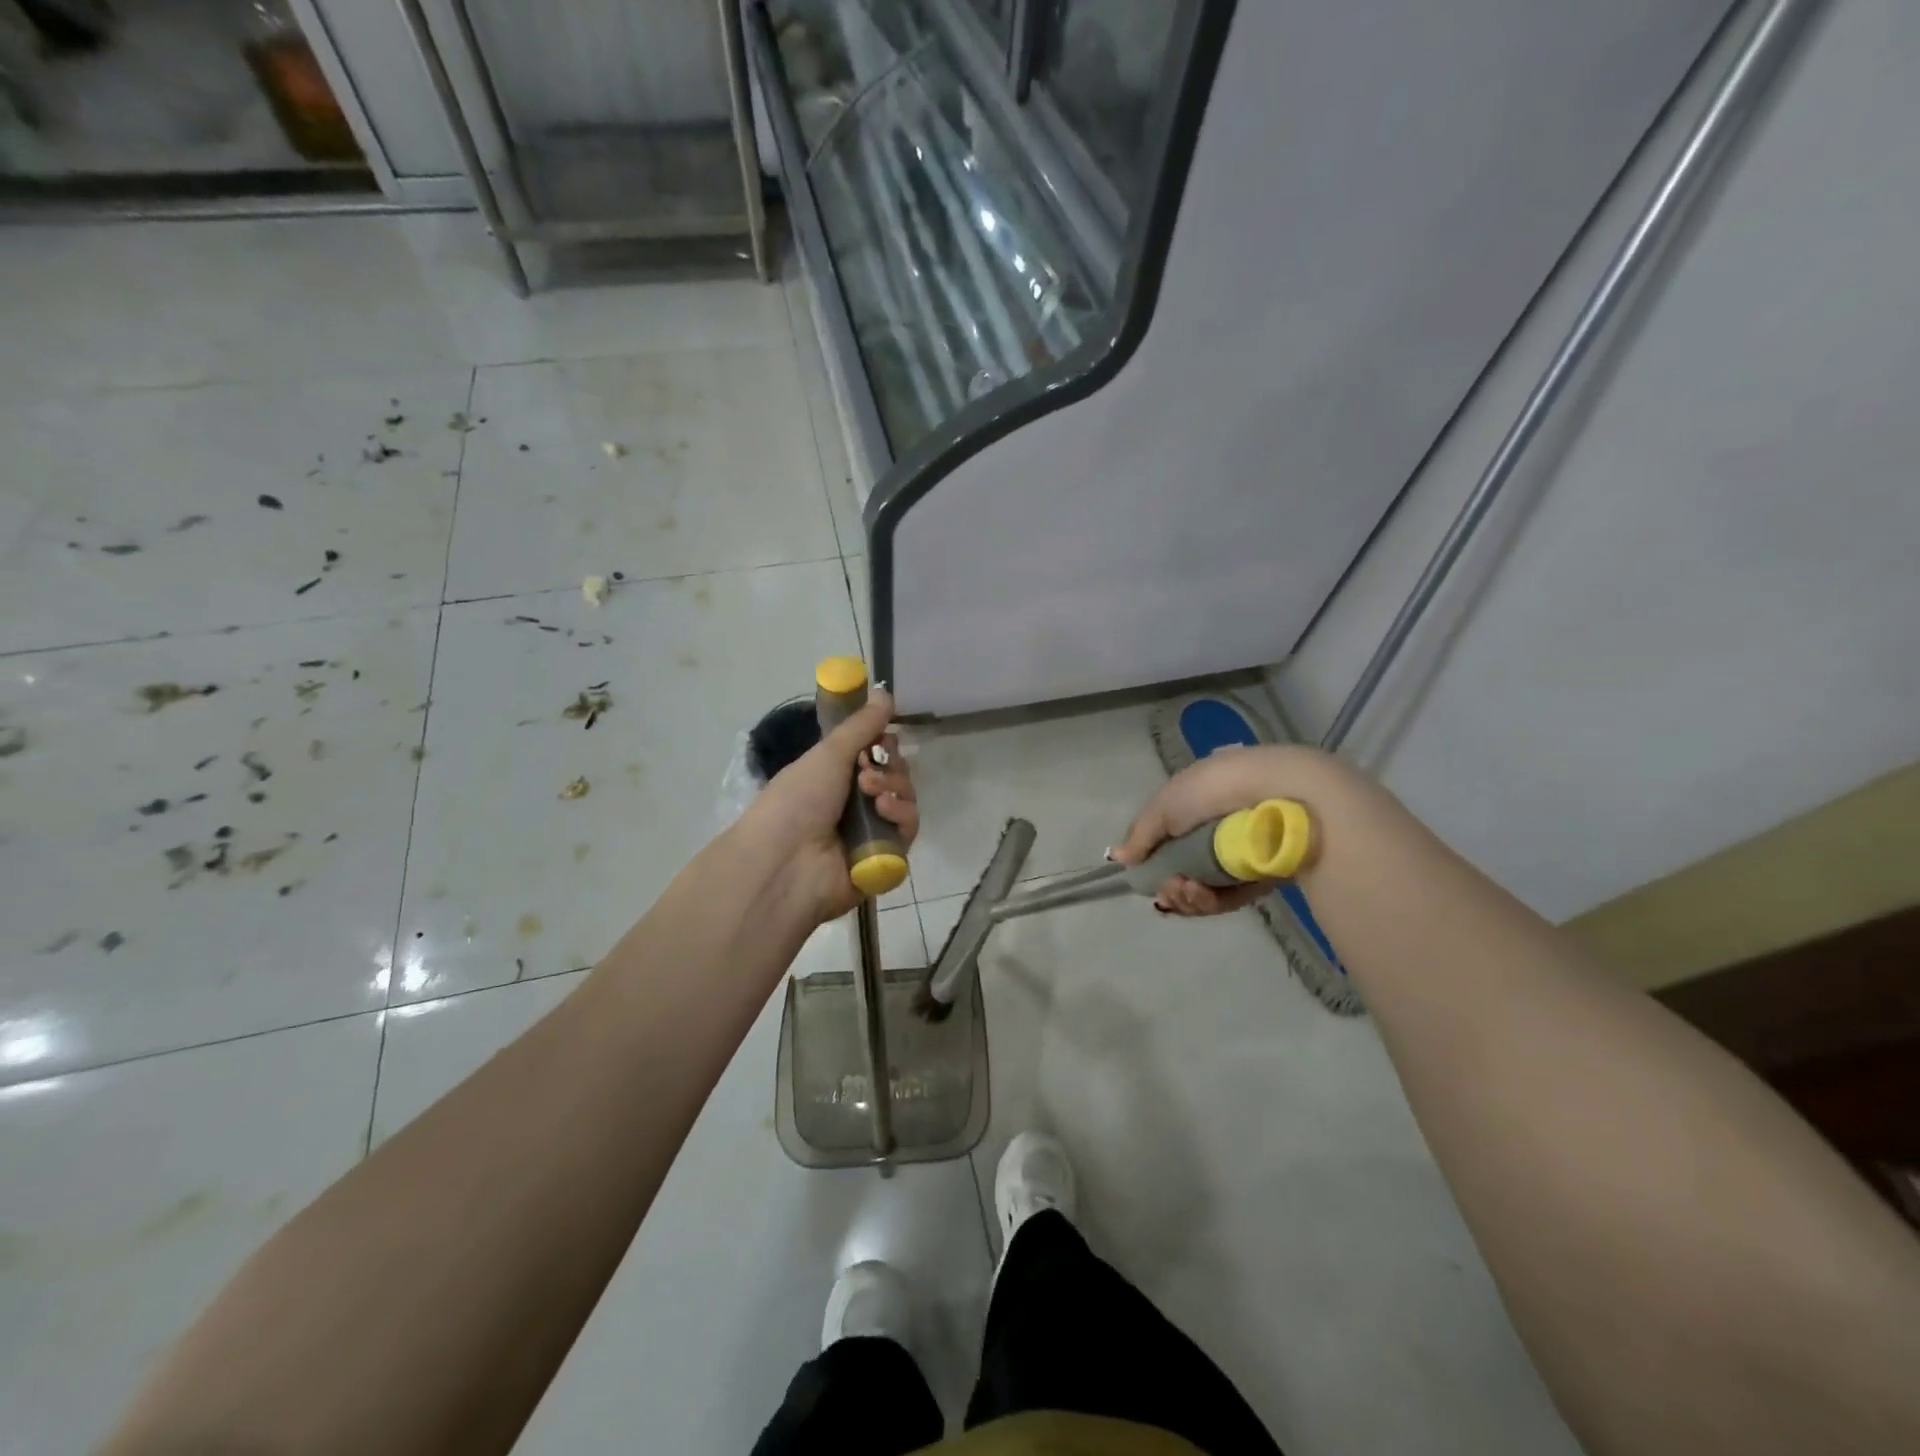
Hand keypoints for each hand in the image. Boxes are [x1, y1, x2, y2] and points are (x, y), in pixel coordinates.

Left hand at [738, 690, 917, 923]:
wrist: (786, 864)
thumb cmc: (797, 800)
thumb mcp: (828, 754)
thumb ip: (862, 725)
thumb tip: (886, 691)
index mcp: (835, 777)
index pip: (876, 754)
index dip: (884, 744)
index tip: (882, 738)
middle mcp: (855, 803)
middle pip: (896, 774)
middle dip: (889, 766)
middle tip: (867, 771)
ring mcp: (872, 831)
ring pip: (905, 799)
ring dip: (895, 787)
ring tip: (872, 794)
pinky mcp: (887, 857)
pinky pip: (908, 828)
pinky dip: (900, 815)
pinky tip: (883, 812)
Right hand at [1112, 745, 1311, 916]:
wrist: (1280, 796)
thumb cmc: (1215, 789)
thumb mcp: (1166, 805)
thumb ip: (1141, 834)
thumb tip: (1119, 857)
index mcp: (1200, 801)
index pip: (1172, 837)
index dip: (1154, 859)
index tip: (1144, 873)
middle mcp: (1221, 827)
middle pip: (1186, 867)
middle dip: (1170, 885)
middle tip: (1167, 890)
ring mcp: (1243, 854)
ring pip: (1206, 887)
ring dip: (1187, 896)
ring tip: (1184, 890)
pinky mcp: (1264, 877)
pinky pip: (1231, 897)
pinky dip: (1211, 901)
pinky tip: (1200, 894)